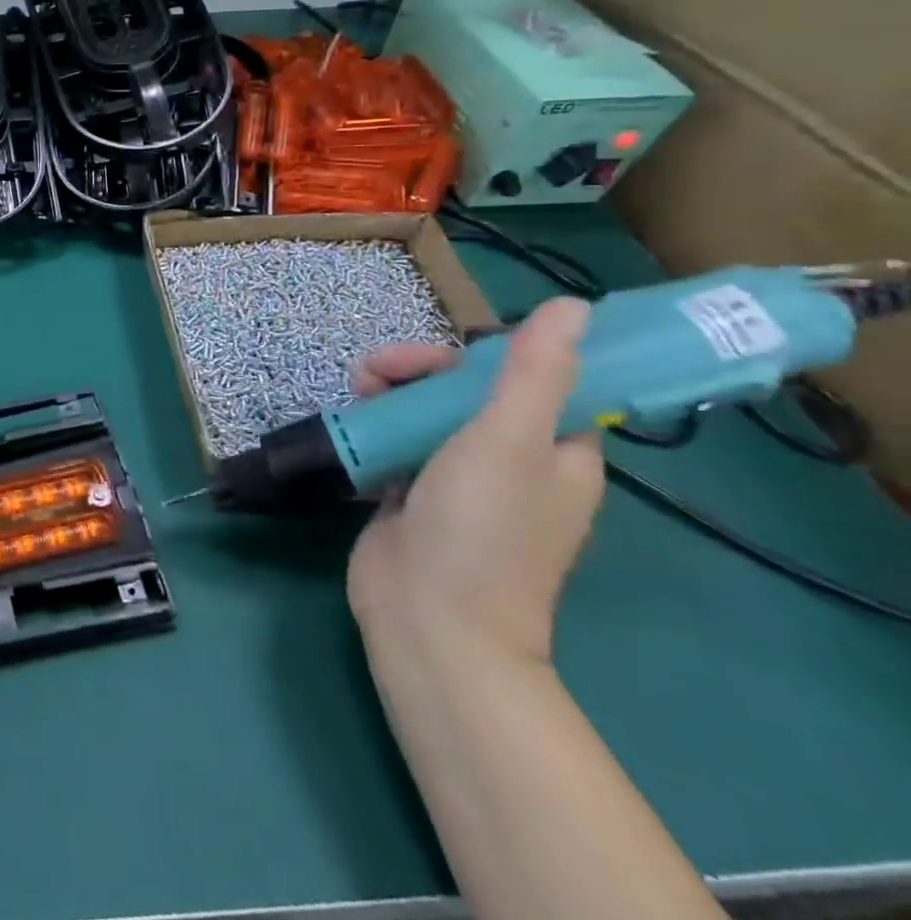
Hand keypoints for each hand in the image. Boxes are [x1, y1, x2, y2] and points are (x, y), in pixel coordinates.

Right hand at [347, 298, 603, 668]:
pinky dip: (376, 422)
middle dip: (425, 370)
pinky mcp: (411, 492)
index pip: (540, 382)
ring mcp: (458, 479)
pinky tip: (353, 416)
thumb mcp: (509, 440)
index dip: (498, 356)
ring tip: (358, 388)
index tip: (455, 348)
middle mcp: (512, 463)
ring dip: (393, 390)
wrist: (429, 620)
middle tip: (381, 368)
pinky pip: (397, 440)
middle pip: (470, 391)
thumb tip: (573, 307)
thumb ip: (535, 373)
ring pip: (427, 412)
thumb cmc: (481, 528)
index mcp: (557, 453)